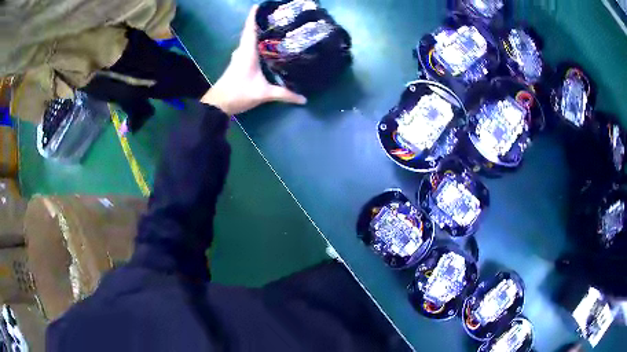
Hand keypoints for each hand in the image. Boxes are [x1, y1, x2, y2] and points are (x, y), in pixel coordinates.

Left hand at [201, 5, 306, 114]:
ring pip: (248, 40)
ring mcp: (238, 57)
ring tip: (273, 28)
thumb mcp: (263, 93)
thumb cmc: (239, 93)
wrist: (218, 104)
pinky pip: (247, 48)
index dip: (253, 16)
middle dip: (260, 22)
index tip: (258, 5)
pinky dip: (255, 43)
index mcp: (248, 52)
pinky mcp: (237, 64)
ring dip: (257, 33)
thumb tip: (304, 99)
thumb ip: (284, 94)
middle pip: (250, 32)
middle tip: (275, 17)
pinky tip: (264, 46)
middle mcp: (242, 51)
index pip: (250, 29)